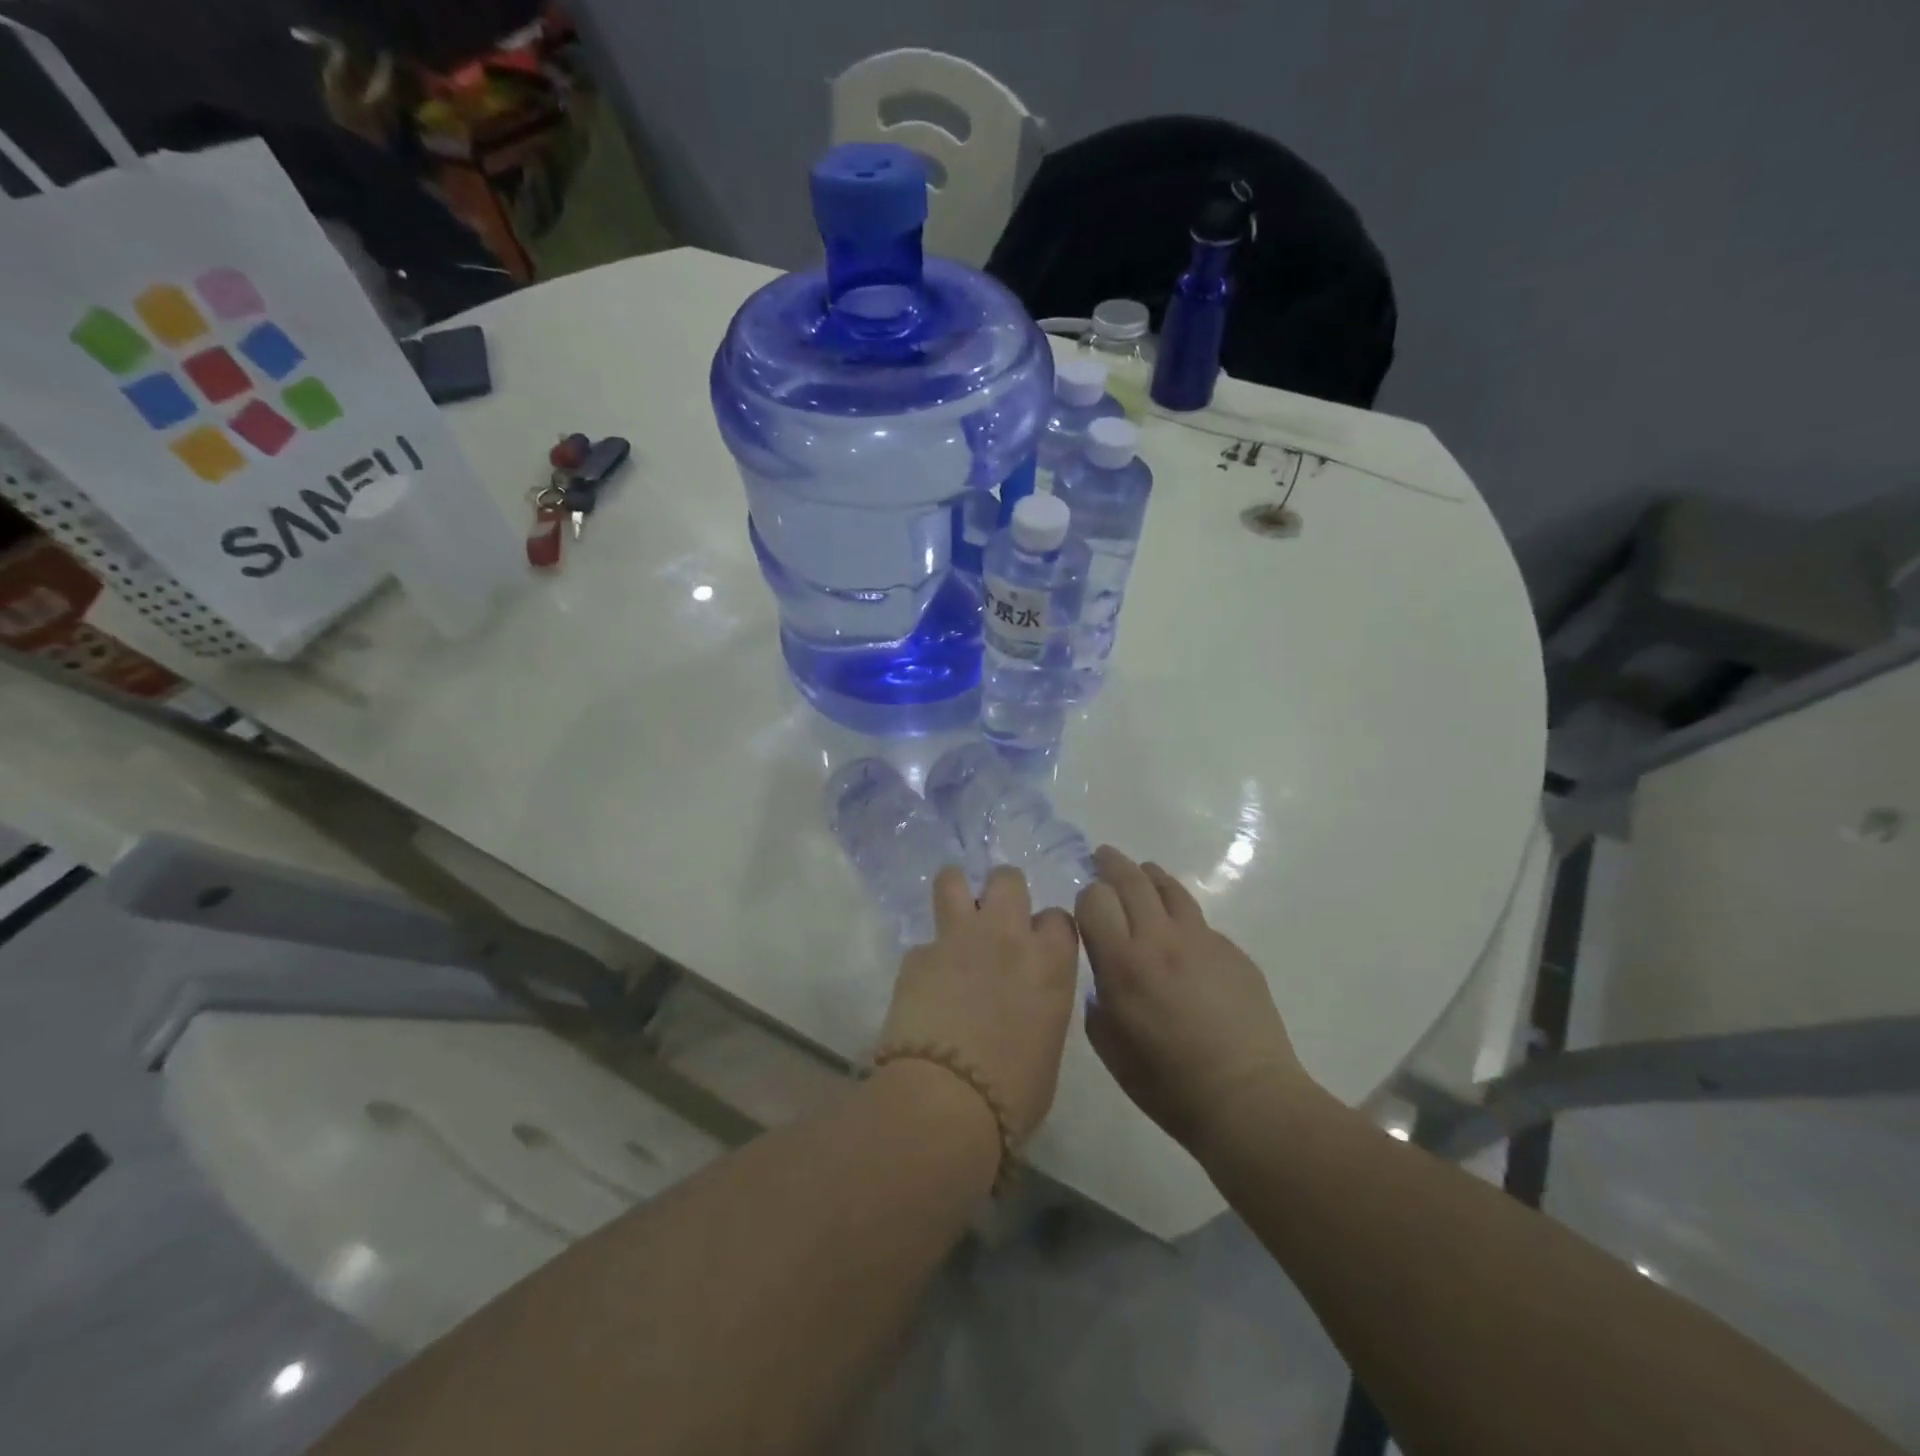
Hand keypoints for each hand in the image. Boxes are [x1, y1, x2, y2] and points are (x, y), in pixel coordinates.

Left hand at [878, 865, 1080, 1145]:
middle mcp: (1007, 936)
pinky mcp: (917, 955)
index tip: (1038, 946)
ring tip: (954, 912)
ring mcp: (958, 939)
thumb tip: (1023, 1002)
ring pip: (953, 880)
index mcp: (1050, 963)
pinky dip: (927, 958)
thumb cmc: (1013, 1093)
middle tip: (995, 920)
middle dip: (1003, 892)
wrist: (946, 1100)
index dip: (1046, 929)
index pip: (1058, 918)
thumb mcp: (1047, 1048)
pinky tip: (923, 985)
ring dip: (956, 890)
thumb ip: (1040, 1007)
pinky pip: (924, 942)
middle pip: (1008, 879)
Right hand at [1076, 846, 1313, 1153]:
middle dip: (1111, 864)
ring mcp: (1202, 940)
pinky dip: (1181, 917)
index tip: (1086, 905)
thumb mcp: (1109, 1047)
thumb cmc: (1167, 1083)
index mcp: (1123, 963)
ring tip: (1142, 872)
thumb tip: (1104, 975)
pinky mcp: (1233, 951)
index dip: (1086, 896)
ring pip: (1170, 889)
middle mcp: (1160, 939)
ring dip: (1150, 875)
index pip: (1095, 899)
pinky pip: (1200, 922)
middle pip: (1131, 880)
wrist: (1246, 1098)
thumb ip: (1097, 1000)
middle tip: (1103, 856)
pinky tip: (1181, 936)